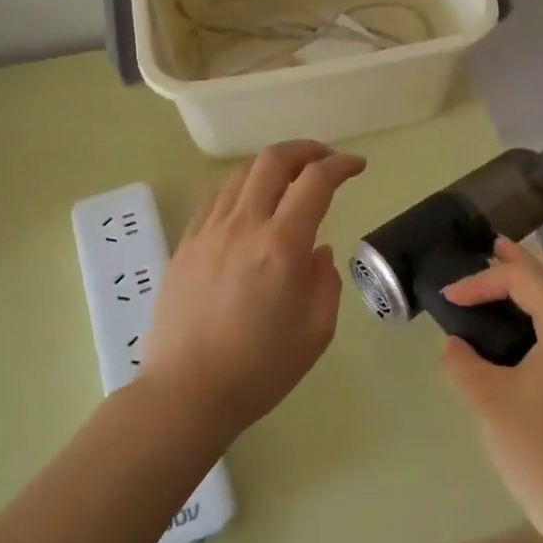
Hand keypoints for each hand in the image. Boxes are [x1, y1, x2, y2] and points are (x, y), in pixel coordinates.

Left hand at [143, 140, 366, 441]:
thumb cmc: (259, 368)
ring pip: (242, 174)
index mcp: (281, 245)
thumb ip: (325, 281)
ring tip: (289, 179)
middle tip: (324, 161)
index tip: (356, 166)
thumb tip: (317, 251)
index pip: (316, 181)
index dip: (341, 165)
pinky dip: (242, 188)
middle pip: (273, 160)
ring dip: (272, 166)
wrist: (186, 392)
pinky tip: (249, 206)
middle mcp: (244, 225)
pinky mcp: (186, 243)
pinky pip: (216, 198)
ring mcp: (209, 230)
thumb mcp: (316, 331)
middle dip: (306, 150)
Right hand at [440, 237, 542, 538]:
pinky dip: (537, 321)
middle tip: (487, 249)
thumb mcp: (490, 400)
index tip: (449, 297)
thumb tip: (454, 345)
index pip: (523, 281)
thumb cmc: (540, 450)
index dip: (482, 281)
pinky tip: (519, 330)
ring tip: (498, 282)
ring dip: (527, 295)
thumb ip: (464, 362)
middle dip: (514, 268)